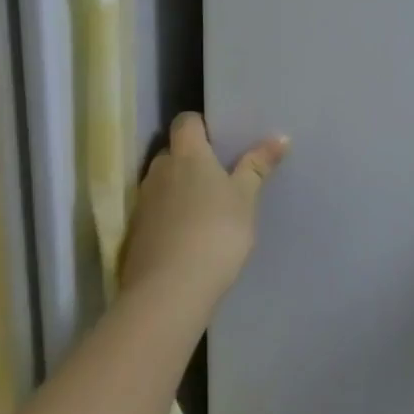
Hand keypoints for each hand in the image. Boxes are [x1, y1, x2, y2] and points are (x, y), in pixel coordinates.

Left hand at [120, 112, 289, 295]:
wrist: (169, 292)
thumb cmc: (216, 231)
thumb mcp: (246, 198)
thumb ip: (258, 166)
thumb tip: (280, 137)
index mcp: (187, 155)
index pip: (185, 122)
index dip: (200, 124)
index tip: (219, 137)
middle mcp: (159, 172)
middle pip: (172, 153)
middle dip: (190, 159)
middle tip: (218, 174)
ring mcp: (142, 205)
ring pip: (161, 184)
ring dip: (178, 189)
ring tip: (205, 207)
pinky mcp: (134, 236)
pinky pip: (154, 214)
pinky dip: (168, 218)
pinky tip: (188, 236)